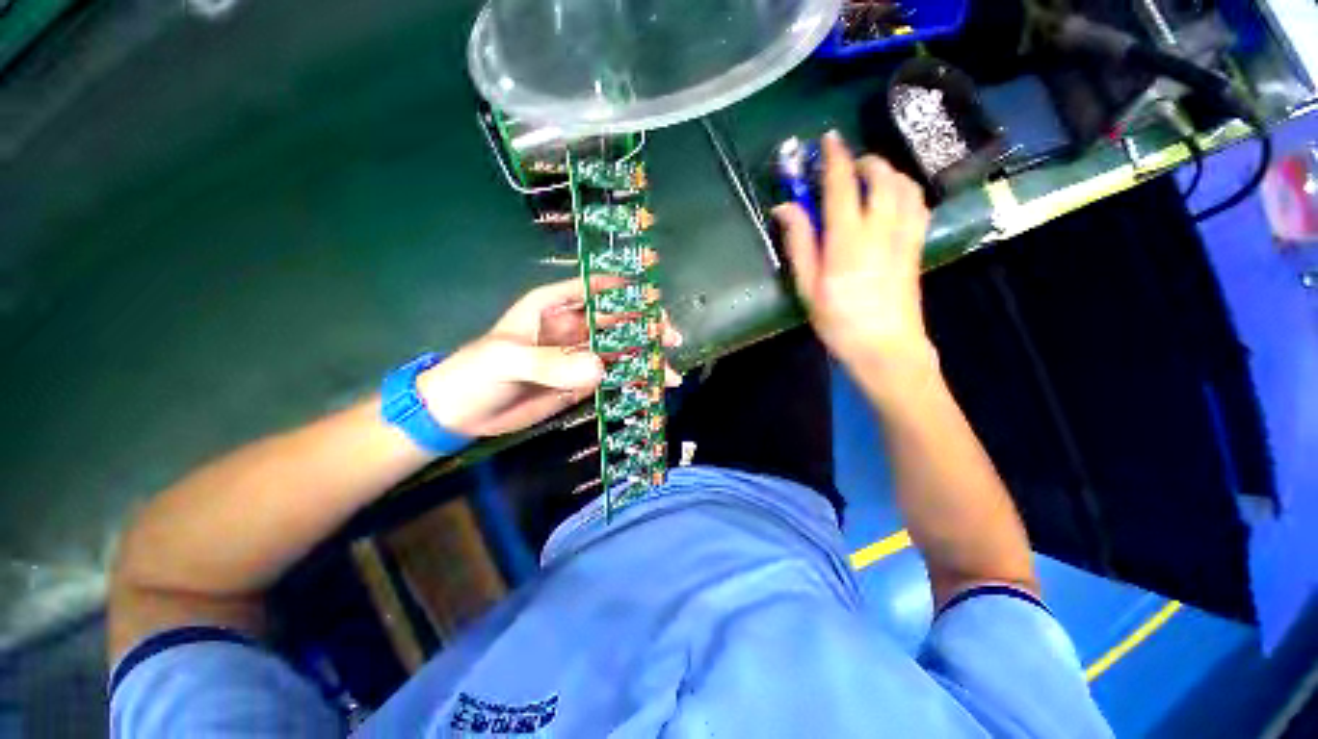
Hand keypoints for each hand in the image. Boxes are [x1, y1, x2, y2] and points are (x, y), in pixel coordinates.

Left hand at [416, 277, 681, 437]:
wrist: (462, 413)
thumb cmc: (477, 373)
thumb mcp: (508, 360)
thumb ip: (551, 363)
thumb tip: (600, 368)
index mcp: (554, 305)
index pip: (596, 289)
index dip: (626, 289)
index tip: (653, 299)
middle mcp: (572, 326)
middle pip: (618, 320)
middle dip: (646, 328)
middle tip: (671, 340)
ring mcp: (580, 355)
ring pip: (621, 350)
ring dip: (646, 359)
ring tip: (670, 375)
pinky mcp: (582, 381)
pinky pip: (613, 376)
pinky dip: (633, 381)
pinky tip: (651, 388)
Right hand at [773, 132, 932, 371]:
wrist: (885, 347)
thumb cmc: (838, 321)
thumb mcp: (808, 287)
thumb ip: (799, 243)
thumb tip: (784, 207)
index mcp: (847, 239)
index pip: (842, 185)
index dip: (834, 157)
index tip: (827, 138)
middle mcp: (881, 228)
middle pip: (881, 177)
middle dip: (864, 161)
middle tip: (847, 166)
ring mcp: (905, 236)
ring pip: (905, 186)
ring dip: (888, 172)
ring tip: (870, 179)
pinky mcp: (917, 246)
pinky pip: (919, 204)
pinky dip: (906, 191)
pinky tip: (894, 200)